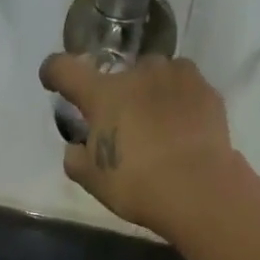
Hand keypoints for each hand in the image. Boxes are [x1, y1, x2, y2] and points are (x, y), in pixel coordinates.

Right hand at [38, 52, 245, 237]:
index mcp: (103, 94)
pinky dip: (178, 102)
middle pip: (118, 75)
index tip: (52, 79)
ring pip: (155, 75)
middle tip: (122, 127)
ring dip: (149, 92)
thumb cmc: (136, 185)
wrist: (198, 189)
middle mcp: (139, 73)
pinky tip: (181, 128)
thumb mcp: (93, 180)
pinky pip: (184, 88)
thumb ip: (76, 158)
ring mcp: (176, 76)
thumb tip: (77, 147)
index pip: (66, 69)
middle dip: (116, 95)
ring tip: (156, 124)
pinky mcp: (206, 90)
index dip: (54, 72)